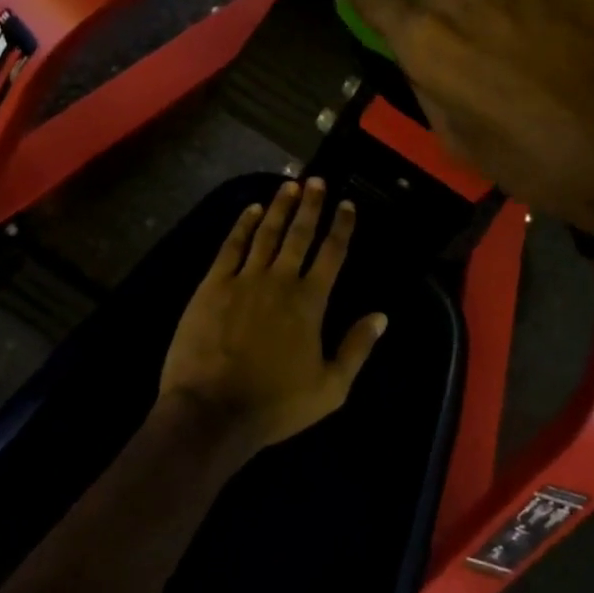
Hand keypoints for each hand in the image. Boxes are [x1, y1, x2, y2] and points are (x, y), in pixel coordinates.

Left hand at [158, 179, 387, 453]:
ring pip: (266, 233)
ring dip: (280, 207)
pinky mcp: (212, 285)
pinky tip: (251, 209)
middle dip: (311, 205)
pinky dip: (242, 225)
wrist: (212, 411)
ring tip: (289, 186)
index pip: (332, 254)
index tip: (347, 204)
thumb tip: (381, 316)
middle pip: (299, 234)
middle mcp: (280, 280)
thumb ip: (357, 348)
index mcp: (310, 302)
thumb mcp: (330, 389)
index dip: (341, 227)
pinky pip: (231, 246)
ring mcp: (244, 279)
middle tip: (317, 180)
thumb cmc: (274, 405)